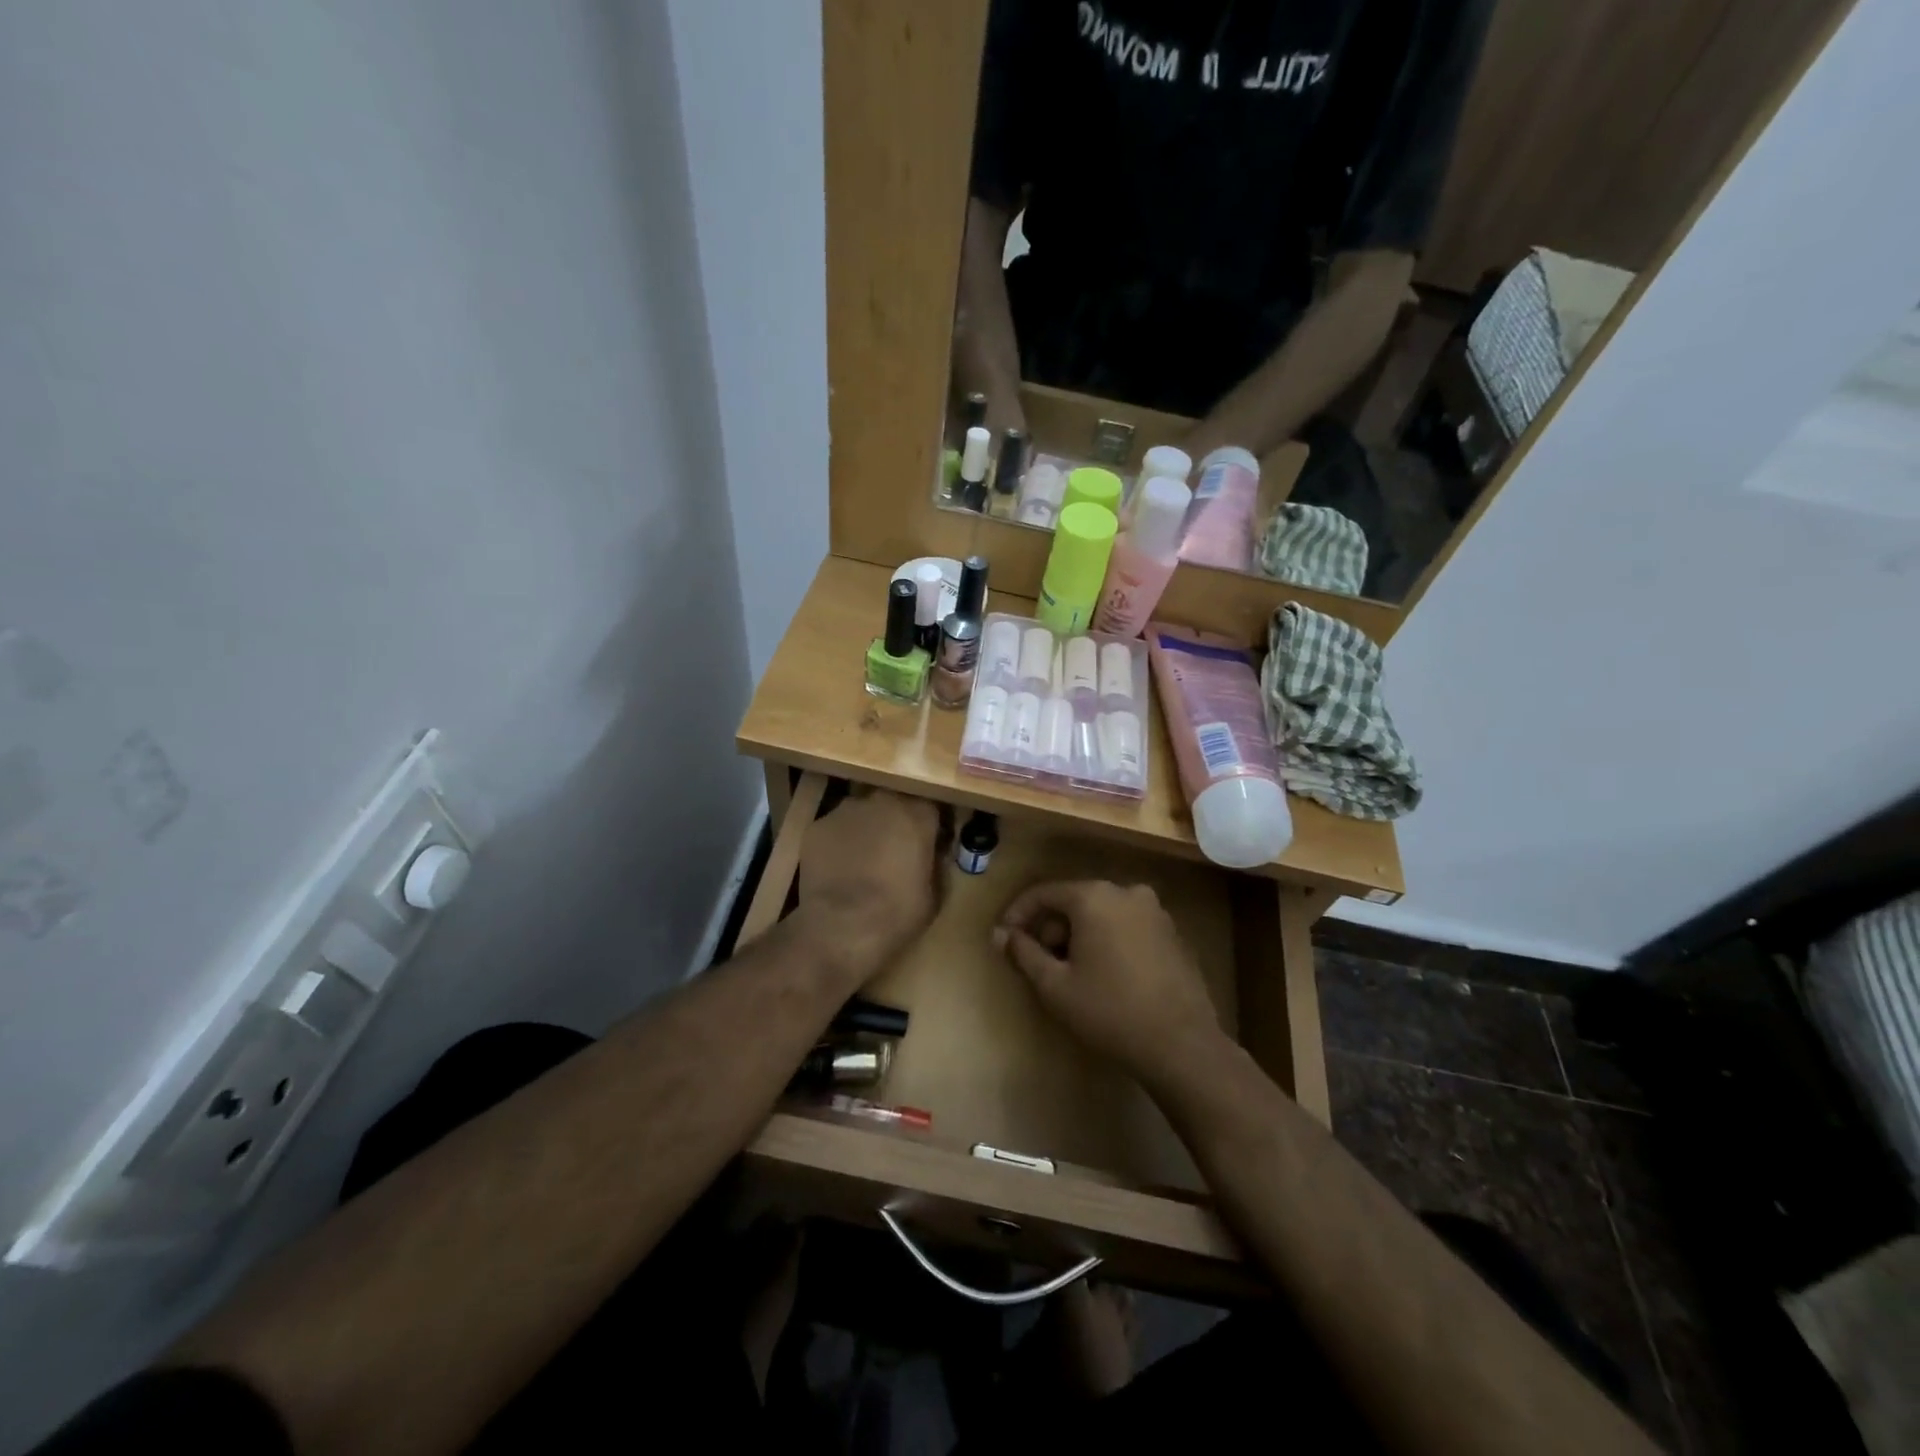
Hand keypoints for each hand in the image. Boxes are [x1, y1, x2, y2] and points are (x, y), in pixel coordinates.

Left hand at [796, 789, 943, 984]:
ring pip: (862, 814)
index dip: (931, 825)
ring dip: (866, 830)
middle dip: (896, 822)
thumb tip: (934, 854)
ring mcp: (846, 810)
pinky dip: (839, 843)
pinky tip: (837, 869)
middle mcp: (882, 801)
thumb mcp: (935, 894)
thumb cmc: (897, 912)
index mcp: (918, 814)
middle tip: (896, 851)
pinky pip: (835, 830)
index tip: (931, 843)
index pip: (932, 806)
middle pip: (894, 804)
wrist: (841, 926)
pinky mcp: (817, 826)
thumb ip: (937, 863)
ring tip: (863, 861)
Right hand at [993, 880, 1226, 1089]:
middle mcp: (1126, 892)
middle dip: (1052, 928)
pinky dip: (1109, 941)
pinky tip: (1107, 976)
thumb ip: (1023, 953)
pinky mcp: (1173, 934)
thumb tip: (999, 934)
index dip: (1018, 914)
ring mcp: (1156, 912)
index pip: (1044, 893)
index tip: (1004, 939)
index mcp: (1094, 896)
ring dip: (1081, 936)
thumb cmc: (1109, 1011)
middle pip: (1075, 901)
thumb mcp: (1054, 985)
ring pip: (1103, 914)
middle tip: (1039, 962)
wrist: (1181, 1045)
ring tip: (1071, 973)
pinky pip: (1128, 927)